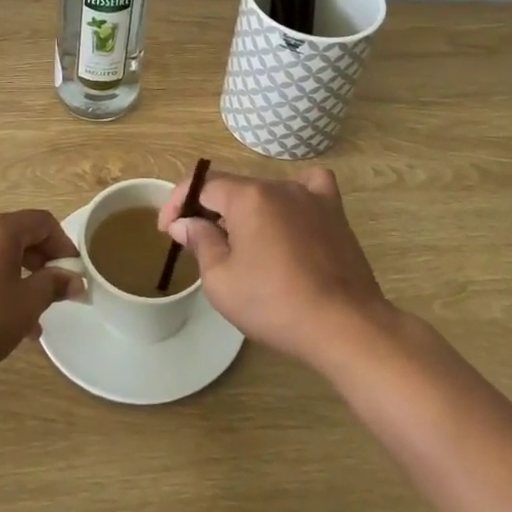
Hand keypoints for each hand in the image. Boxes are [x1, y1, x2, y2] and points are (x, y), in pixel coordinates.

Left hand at [0, 210, 84, 385]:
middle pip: (10, 235)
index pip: (41, 222)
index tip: (69, 271)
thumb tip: (75, 280)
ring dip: (2, 274)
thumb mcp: (26, 306)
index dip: (61, 244)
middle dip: (31, 263)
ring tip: (9, 315)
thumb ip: (54, 285)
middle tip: (42, 295)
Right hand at [159, 166, 393, 369]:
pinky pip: (310, 188)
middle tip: (199, 244)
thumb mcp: (221, 280)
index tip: (167, 229)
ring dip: (246, 211)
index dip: (179, 202)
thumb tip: (186, 222)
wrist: (344, 326)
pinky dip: (294, 196)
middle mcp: (279, 185)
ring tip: (241, 244)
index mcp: (248, 196)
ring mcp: (311, 196)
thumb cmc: (275, 304)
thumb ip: (200, 242)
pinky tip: (290, 215)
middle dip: (210, 211)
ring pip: (266, 192)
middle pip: (234, 188)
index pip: (203, 185)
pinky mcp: (335, 212)